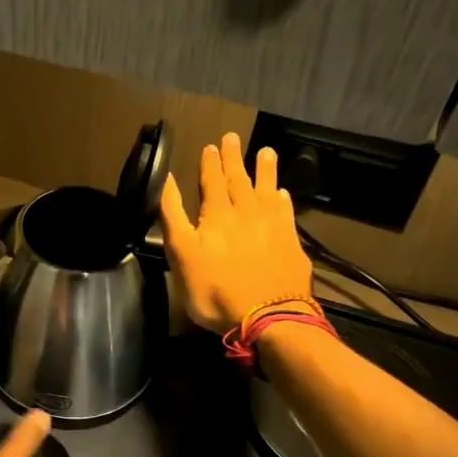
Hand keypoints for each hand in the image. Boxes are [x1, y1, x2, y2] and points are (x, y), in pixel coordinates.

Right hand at [160, 131, 315, 334]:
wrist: (269, 318)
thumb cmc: (216, 290)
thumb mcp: (181, 255)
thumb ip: (173, 216)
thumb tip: (166, 181)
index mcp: (217, 215)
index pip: (212, 181)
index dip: (210, 164)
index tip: (210, 146)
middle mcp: (247, 213)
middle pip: (239, 179)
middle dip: (234, 158)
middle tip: (232, 138)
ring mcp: (273, 227)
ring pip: (267, 189)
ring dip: (265, 170)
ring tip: (266, 151)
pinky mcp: (291, 243)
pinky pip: (286, 213)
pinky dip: (283, 200)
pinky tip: (282, 193)